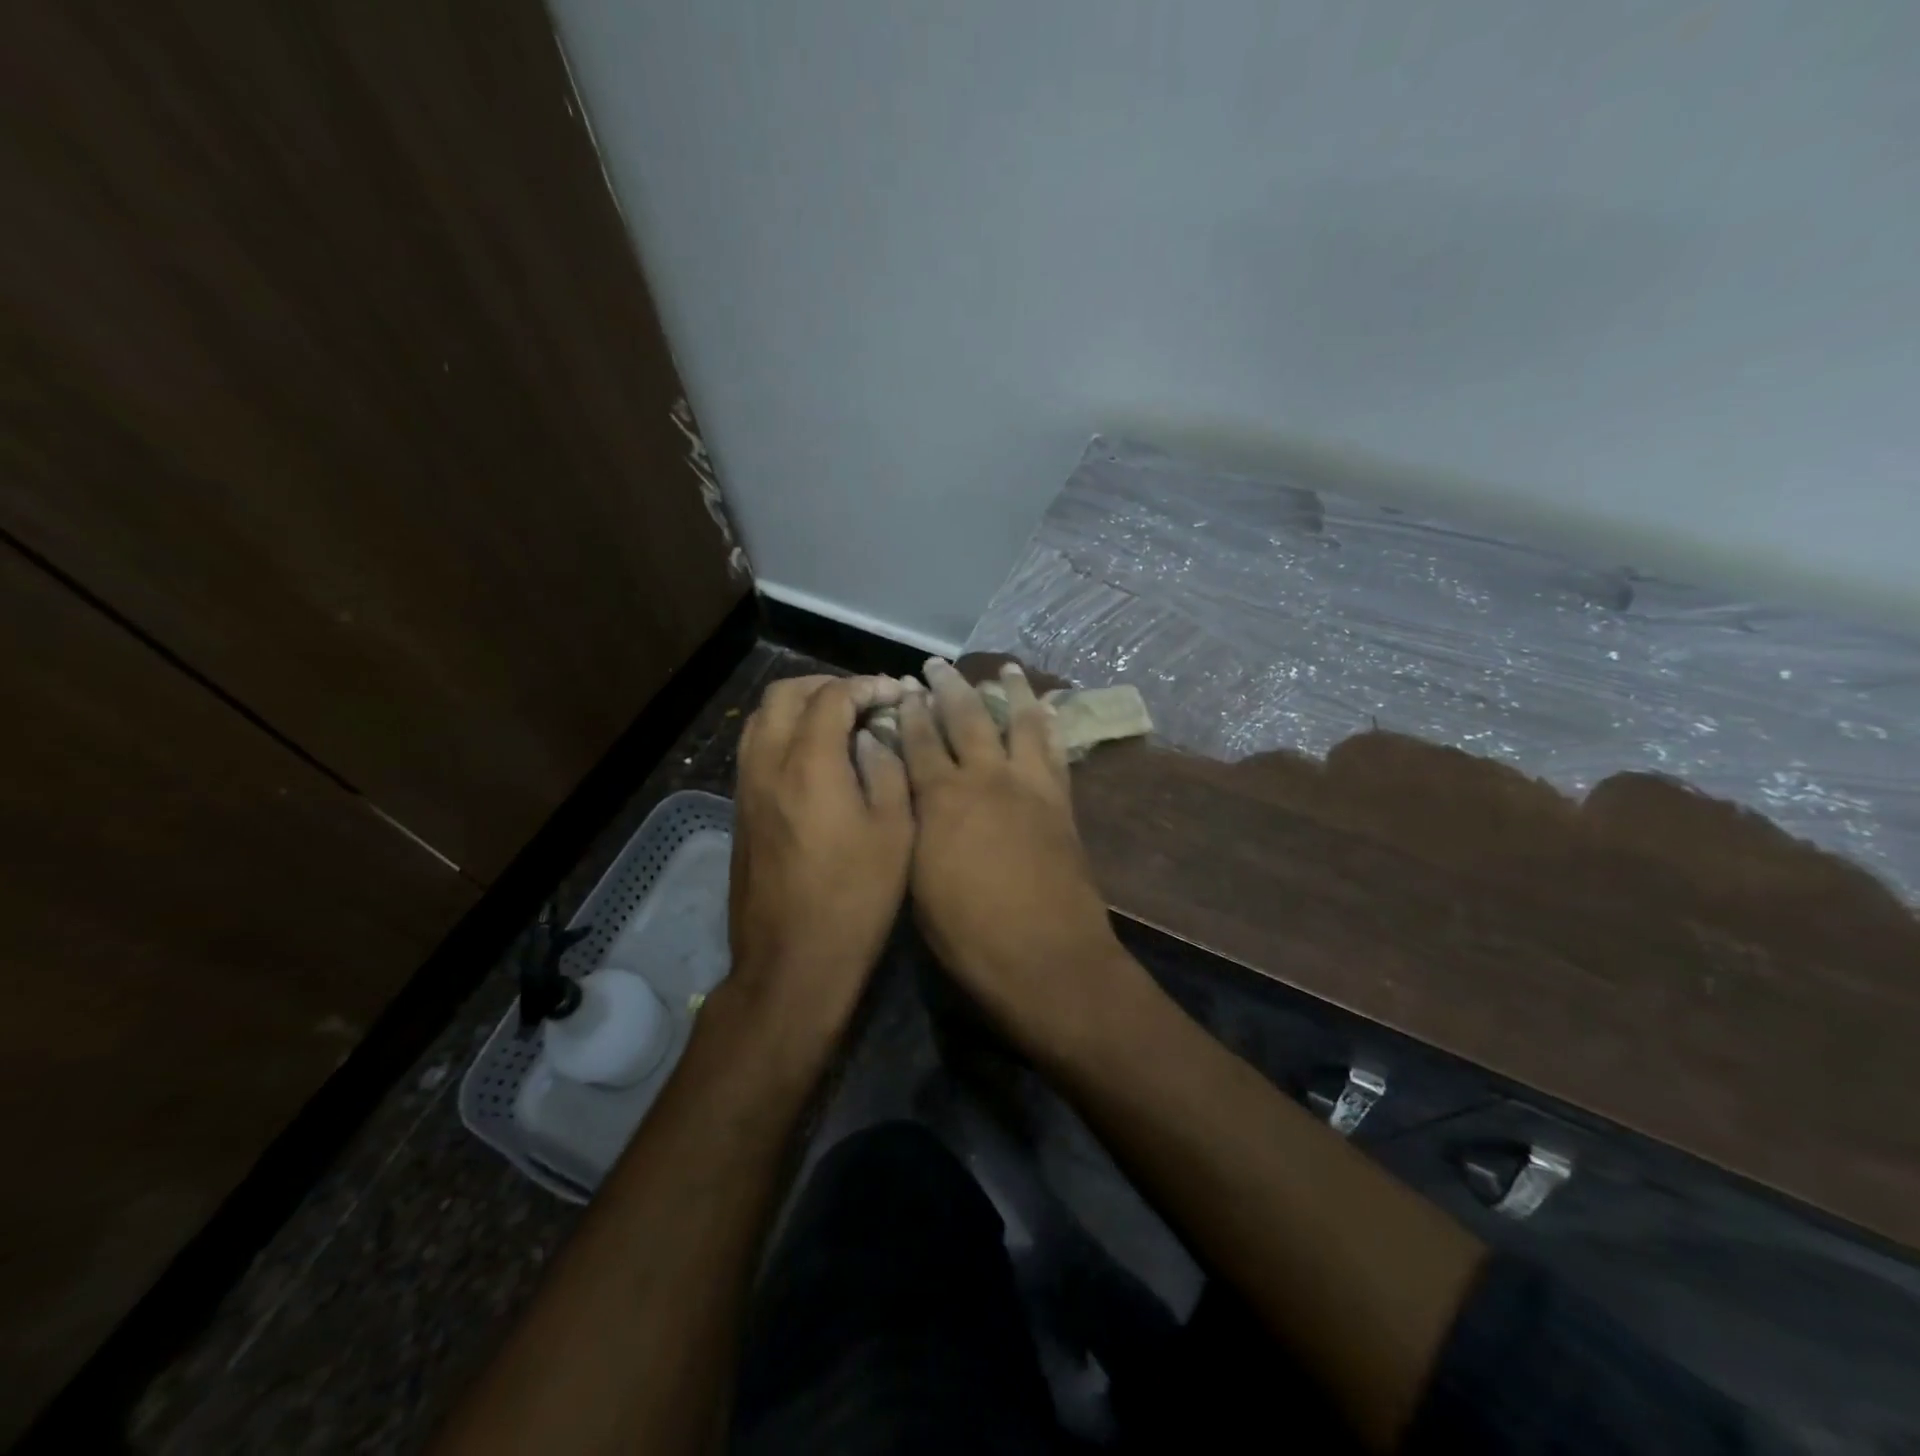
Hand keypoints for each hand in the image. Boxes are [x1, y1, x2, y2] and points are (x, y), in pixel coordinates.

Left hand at [729, 675, 912, 1040]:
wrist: (792, 961)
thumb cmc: (855, 898)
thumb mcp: (894, 832)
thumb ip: (887, 770)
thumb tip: (874, 737)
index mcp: (810, 764)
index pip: (832, 696)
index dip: (867, 686)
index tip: (896, 694)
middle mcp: (768, 763)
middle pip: (785, 694)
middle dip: (826, 685)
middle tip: (864, 700)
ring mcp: (746, 787)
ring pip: (762, 718)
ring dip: (799, 706)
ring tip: (838, 721)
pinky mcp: (740, 810)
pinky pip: (755, 747)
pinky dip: (783, 732)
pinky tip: (815, 756)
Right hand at [896, 658, 1124, 1049]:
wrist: (1045, 958)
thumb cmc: (968, 935)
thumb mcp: (917, 883)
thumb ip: (912, 830)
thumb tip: (905, 797)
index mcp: (940, 800)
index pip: (916, 742)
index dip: (907, 713)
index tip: (901, 690)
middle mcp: (984, 779)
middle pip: (964, 719)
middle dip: (947, 688)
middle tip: (935, 666)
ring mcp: (1028, 786)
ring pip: (1017, 722)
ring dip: (1008, 692)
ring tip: (1004, 669)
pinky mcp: (1060, 801)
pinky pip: (1054, 749)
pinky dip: (1048, 724)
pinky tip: (1046, 709)